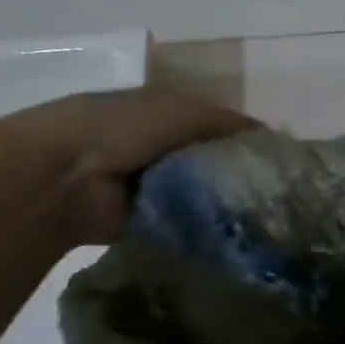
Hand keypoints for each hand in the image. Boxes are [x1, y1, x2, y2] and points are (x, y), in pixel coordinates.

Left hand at [0, 87, 256, 245]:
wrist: (63, 174)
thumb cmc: (125, 127)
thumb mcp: (186, 112)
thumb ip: (232, 125)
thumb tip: (274, 141)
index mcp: (170, 116)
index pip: (222, 130)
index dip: (250, 142)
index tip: (281, 161)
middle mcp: (165, 149)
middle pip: (217, 163)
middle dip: (243, 175)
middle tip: (278, 193)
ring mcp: (156, 186)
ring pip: (207, 194)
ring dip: (227, 203)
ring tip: (265, 215)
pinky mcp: (151, 221)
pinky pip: (190, 223)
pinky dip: (208, 226)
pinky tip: (237, 231)